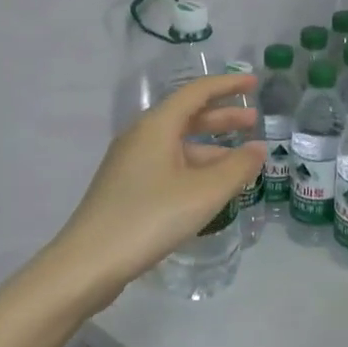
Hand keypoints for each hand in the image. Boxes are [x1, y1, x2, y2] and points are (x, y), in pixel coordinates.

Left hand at [46, 73, 262, 312]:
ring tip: (241, 161)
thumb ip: (237, 168)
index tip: (254, 83)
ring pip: (178, 145)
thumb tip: (259, 149)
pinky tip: (210, 188)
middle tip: (254, 121)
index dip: (227, 86)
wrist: (88, 264)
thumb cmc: (150, 218)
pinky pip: (169, 165)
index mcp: (156, 127)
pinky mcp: (127, 188)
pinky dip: (195, 167)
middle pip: (186, 117)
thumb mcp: (204, 193)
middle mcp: (141, 137)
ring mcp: (130, 164)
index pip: (196, 93)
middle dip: (222, 117)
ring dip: (211, 147)